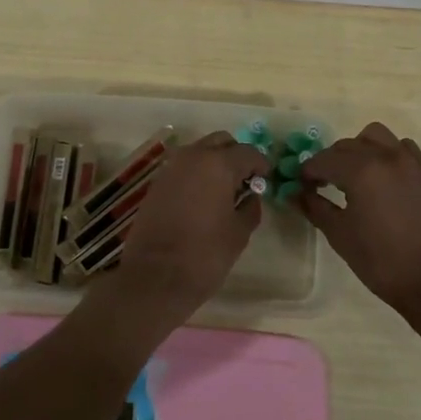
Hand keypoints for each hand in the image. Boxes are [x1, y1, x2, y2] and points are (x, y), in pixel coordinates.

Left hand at [103, 132, 270, 328]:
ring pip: (199, 151)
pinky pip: (183, 167)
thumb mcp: (239, 233)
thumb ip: (250, 207)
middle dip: (236, 156)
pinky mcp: (157, 183)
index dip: (260, 164)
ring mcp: (171, 168)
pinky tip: (203, 198)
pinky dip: (196, 174)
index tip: (266, 179)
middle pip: (221, 142)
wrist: (154, 277)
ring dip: (214, 162)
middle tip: (245, 180)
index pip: (247, 152)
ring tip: (224, 190)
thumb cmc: (205, 255)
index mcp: (218, 164)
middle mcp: (193, 157)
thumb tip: (251, 196)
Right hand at [298, 122, 420, 324]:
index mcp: (361, 171)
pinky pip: (404, 149)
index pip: (324, 160)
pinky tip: (386, 178)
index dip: (308, 171)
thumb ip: (315, 207)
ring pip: (378, 137)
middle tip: (323, 182)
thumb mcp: (340, 236)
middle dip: (331, 160)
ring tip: (356, 173)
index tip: (302, 184)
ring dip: (361, 149)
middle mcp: (387, 157)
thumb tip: (295, 193)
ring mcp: (412, 162)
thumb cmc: (381, 262)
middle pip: (349, 145)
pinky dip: (389, 154)